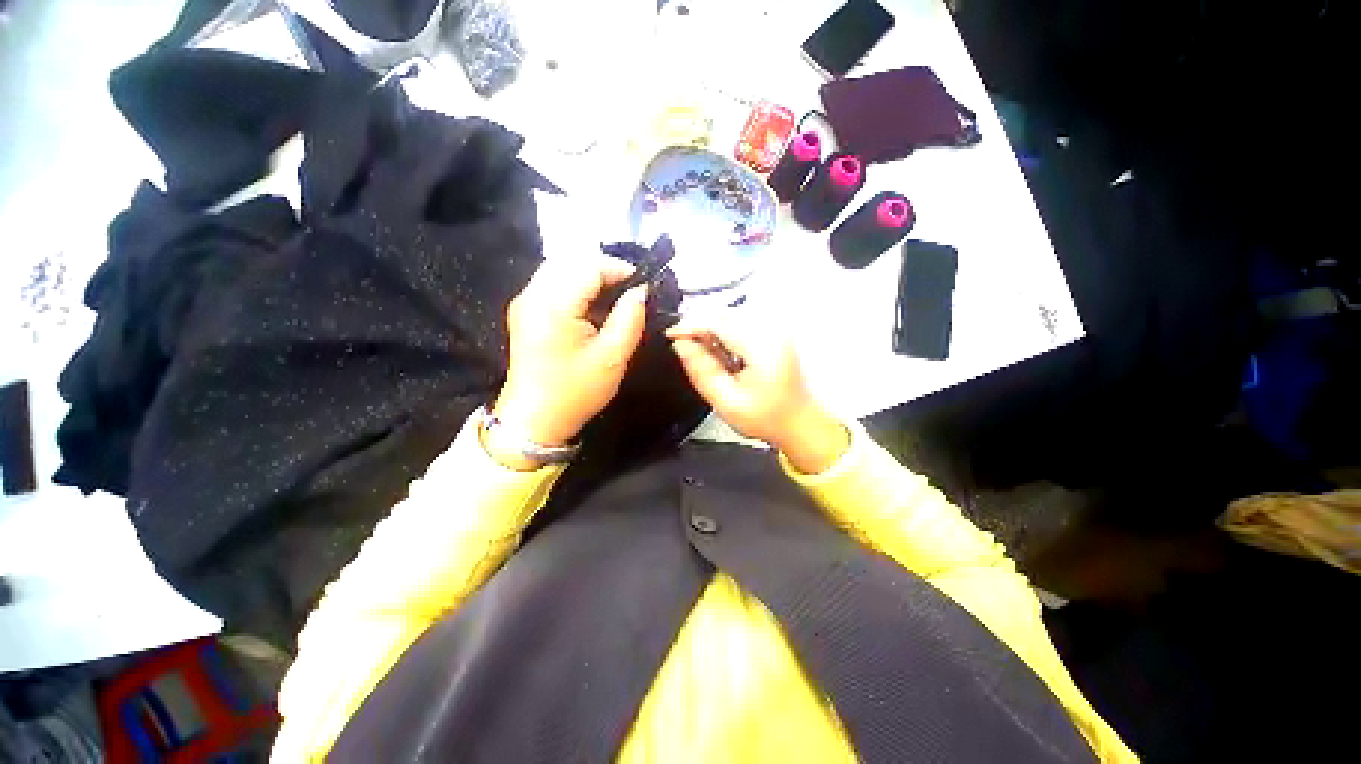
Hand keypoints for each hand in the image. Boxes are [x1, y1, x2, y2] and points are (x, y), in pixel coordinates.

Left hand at [493, 256, 647, 451]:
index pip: (589, 266)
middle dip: (604, 268)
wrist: (534, 420)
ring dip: (589, 275)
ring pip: (560, 268)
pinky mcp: (524, 311)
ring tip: (614, 296)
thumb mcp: (612, 358)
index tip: (641, 285)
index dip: (619, 268)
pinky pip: (552, 283)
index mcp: (554, 305)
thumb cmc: (576, 391)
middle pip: (571, 260)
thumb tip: (641, 290)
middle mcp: (534, 295)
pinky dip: (575, 285)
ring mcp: (525, 302)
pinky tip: (591, 305)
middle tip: (628, 289)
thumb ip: (629, 318)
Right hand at [666, 316, 848, 473]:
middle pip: (723, 314)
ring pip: (729, 316)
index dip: (690, 325)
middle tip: (684, 349)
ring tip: (706, 356)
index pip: (718, 322)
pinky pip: (739, 323)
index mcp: (761, 347)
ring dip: (710, 330)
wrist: (797, 420)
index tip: (670, 336)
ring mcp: (774, 329)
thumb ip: (701, 370)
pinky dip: (723, 333)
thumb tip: (680, 344)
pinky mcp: (773, 332)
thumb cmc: (764, 416)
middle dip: (699, 327)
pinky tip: (721, 354)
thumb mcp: (726, 401)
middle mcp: (770, 330)